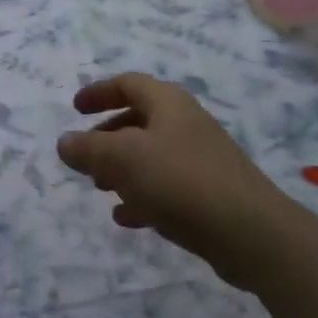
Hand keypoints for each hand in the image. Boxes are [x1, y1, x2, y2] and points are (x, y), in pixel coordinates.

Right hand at [59, 74, 281, 286]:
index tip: (74, 108)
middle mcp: (186, 124)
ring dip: (123, 168)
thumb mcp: (124, 160)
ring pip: (152, 154)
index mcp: (168, 103)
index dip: (98, 92)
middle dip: (108, 136)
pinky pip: (167, 186)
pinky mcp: (210, 194)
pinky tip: (126, 218)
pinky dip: (142, 195)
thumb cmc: (182, 181)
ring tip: (101, 188)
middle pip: (139, 119)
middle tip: (86, 156)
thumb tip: (65, 142)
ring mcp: (201, 159)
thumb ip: (89, 149)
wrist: (252, 233)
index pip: (128, 83)